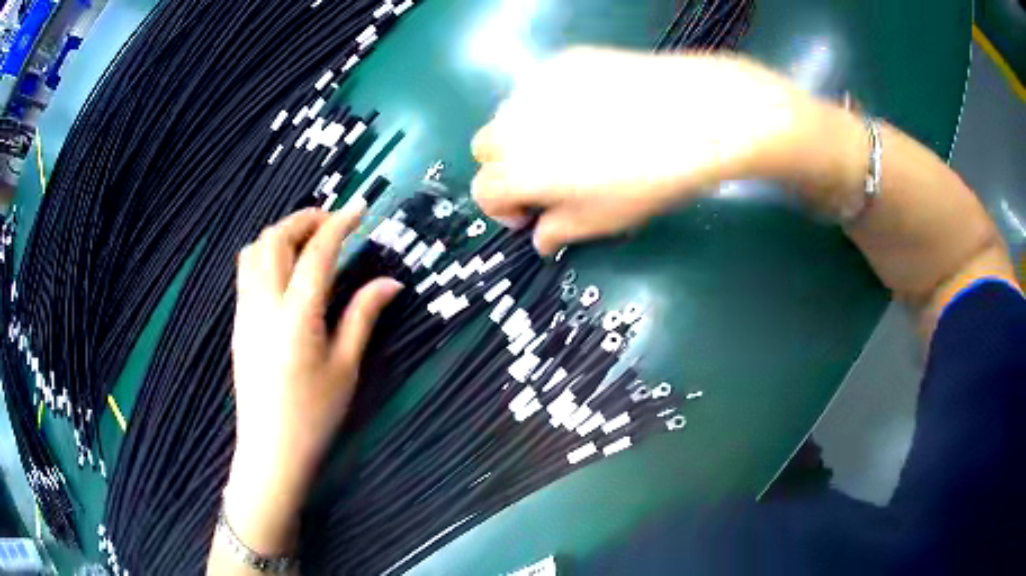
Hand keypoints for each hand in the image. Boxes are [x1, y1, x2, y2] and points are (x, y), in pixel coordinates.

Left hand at [225, 206, 401, 553]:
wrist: (270, 450)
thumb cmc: (314, 415)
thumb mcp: (346, 368)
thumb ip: (363, 316)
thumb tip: (390, 282)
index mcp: (297, 316)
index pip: (317, 252)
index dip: (340, 223)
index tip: (359, 208)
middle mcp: (264, 304)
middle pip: (275, 239)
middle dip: (304, 219)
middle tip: (332, 223)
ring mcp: (245, 312)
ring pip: (254, 250)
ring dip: (281, 234)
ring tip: (308, 242)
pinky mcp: (238, 322)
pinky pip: (246, 271)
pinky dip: (267, 254)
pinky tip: (287, 271)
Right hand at [472, 47, 832, 253]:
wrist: (694, 116)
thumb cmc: (648, 178)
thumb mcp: (604, 220)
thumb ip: (560, 231)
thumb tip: (542, 236)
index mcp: (519, 169)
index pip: (483, 192)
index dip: (503, 210)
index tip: (533, 215)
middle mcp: (515, 123)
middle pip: (485, 148)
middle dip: (506, 167)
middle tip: (547, 177)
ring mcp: (537, 84)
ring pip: (510, 113)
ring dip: (526, 133)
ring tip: (573, 139)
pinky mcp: (563, 61)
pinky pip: (541, 87)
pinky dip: (551, 104)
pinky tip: (593, 109)